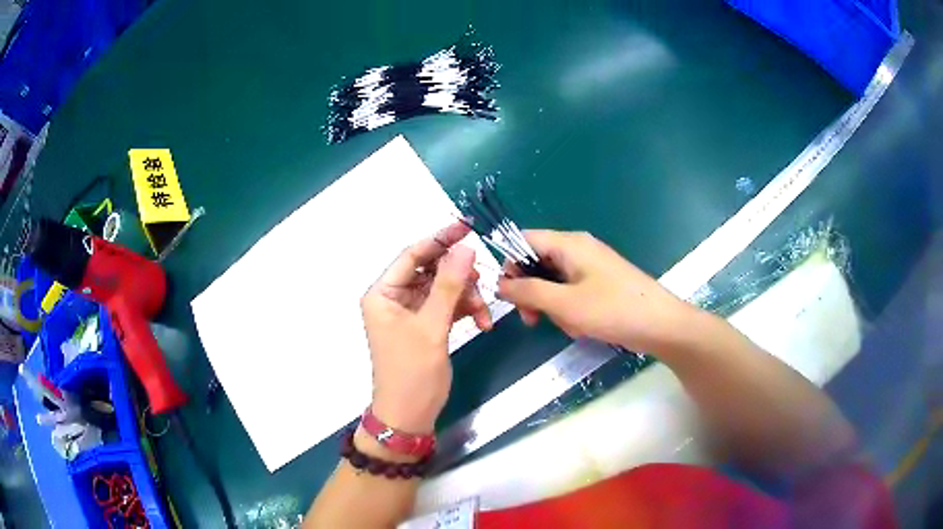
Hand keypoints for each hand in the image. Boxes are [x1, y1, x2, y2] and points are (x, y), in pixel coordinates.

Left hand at [361, 222, 491, 433]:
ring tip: (484, 314)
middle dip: (459, 277)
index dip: (440, 239)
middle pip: (430, 271)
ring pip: (443, 289)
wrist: (410, 415)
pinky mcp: (425, 326)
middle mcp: (394, 298)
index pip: (412, 255)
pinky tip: (482, 323)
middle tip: (484, 280)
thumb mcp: (431, 327)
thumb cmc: (412, 372)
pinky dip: (465, 311)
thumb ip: (448, 286)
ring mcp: (410, 312)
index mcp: (382, 293)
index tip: (468, 227)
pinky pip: (447, 307)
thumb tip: (465, 248)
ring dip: (466, 297)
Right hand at [498, 230, 696, 352]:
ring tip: (569, 325)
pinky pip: (572, 291)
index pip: (524, 240)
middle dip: (532, 292)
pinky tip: (582, 327)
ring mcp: (591, 266)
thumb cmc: (612, 310)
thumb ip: (528, 291)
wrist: (660, 325)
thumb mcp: (564, 303)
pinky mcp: (601, 283)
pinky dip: (570, 309)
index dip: (510, 264)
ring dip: (552, 305)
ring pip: (554, 281)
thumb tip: (500, 283)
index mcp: (569, 244)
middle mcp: (578, 249)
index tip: (508, 294)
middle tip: (532, 319)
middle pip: (538, 262)